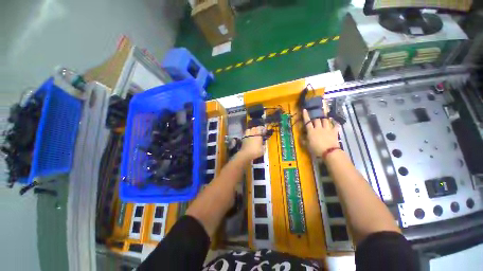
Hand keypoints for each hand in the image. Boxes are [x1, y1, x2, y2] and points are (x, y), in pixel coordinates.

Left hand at [239, 126, 264, 160]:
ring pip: (249, 129)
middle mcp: (252, 134)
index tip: (264, 129)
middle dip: (256, 129)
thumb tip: (264, 143)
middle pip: (254, 128)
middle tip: (258, 131)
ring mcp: (247, 136)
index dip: (262, 128)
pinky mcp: (243, 138)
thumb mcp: (262, 150)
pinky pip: (245, 134)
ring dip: (251, 130)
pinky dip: (247, 134)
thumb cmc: (255, 152)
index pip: (260, 129)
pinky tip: (248, 136)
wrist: (246, 154)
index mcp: (258, 136)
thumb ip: (264, 145)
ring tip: (252, 133)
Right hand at [302, 109, 339, 157]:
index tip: (304, 110)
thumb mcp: (307, 146)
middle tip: (315, 118)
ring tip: (324, 118)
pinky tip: (336, 122)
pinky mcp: (334, 132)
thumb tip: (300, 137)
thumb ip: (303, 140)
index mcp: (311, 131)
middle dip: (315, 118)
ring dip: (324, 119)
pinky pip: (336, 126)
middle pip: (317, 120)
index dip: (306, 116)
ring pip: (326, 120)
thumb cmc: (316, 149)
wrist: (329, 152)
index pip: (307, 122)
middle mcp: (319, 128)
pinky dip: (336, 123)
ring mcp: (327, 129)